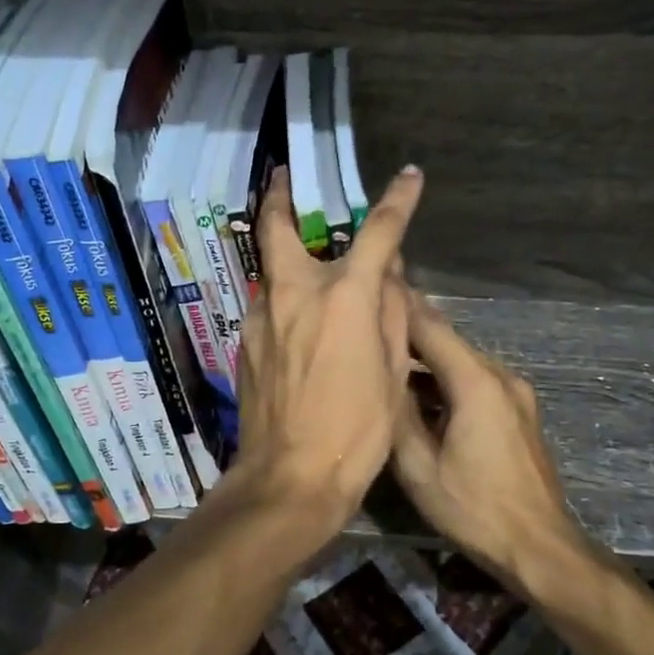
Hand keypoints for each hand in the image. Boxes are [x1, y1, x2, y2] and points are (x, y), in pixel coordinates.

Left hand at [233, 165, 424, 529]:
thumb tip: (390, 276)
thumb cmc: (357, 430)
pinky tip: (297, 324)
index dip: (397, 200)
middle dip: (280, 196)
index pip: (378, 232)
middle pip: (278, 228)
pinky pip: (267, 306)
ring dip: (284, 256)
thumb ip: (392, 313)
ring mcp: (262, 316)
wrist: (290, 477)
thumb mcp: (393, 372)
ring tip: (302, 261)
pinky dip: (283, 300)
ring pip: (270, 270)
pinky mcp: (245, 342)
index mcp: (344, 296)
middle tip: (282, 178)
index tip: (408, 176)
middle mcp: (295, 293)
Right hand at [392, 291, 602, 586]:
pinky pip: (476, 381)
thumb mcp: (419, 468)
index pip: (431, 328)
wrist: (539, 547)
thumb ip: (397, 414)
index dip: (399, 306)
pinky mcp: (519, 412)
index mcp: (476, 382)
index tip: (370, 288)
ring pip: (462, 361)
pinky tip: (420, 393)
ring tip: (385, 358)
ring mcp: (516, 394)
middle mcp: (500, 376)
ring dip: (426, 359)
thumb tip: (379, 376)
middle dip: (409, 331)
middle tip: (368, 323)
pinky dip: (446, 379)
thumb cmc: (474, 509)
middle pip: (448, 341)